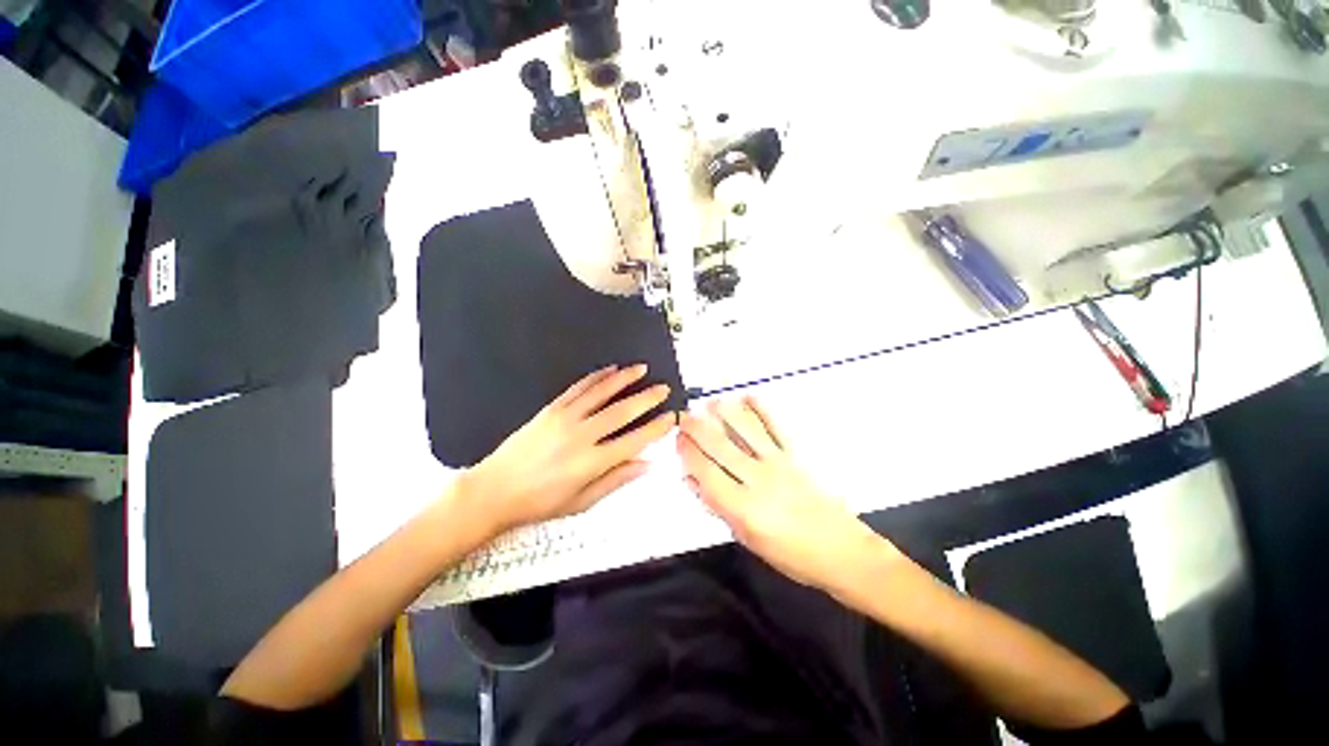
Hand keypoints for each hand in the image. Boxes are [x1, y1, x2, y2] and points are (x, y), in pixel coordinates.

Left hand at [459, 364, 675, 535]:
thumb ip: (616, 480)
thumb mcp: (582, 501)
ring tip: (641, 369)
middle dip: (646, 398)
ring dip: (624, 379)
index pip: (634, 440)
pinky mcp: (551, 409)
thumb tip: (647, 464)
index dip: (656, 428)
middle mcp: (582, 436)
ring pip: (601, 393)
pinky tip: (609, 370)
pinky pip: (578, 388)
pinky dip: (596, 377)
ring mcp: (565, 418)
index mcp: (592, 462)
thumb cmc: (540, 502)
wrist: (494, 490)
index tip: (671, 417)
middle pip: (622, 412)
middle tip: (663, 388)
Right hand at [677, 396, 900, 591]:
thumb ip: (719, 508)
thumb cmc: (790, 555)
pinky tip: (748, 397)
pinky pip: (776, 428)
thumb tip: (693, 481)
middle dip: (698, 429)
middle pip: (721, 447)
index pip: (706, 472)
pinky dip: (762, 410)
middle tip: (685, 416)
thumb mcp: (747, 540)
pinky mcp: (796, 456)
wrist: (841, 551)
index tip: (678, 439)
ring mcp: (778, 464)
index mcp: (743, 508)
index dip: (688, 453)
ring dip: (726, 414)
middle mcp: (758, 480)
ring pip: (746, 432)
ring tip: (710, 402)